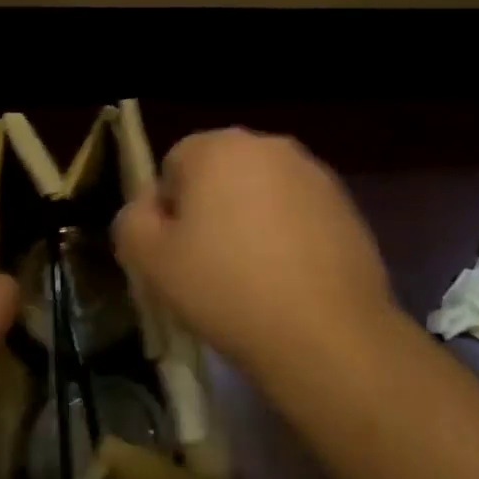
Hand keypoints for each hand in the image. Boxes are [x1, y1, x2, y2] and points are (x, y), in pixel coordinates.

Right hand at [112, 129, 399, 378]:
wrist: (325, 333)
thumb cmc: (226, 289)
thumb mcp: (150, 262)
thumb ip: (132, 222)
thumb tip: (148, 209)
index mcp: (218, 147)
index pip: (174, 167)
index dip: (168, 213)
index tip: (176, 256)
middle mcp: (268, 145)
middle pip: (220, 174)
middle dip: (211, 211)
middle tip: (209, 267)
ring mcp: (313, 173)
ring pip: (262, 193)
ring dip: (251, 222)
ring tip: (253, 278)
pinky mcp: (345, 204)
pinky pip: (298, 213)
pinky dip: (289, 236)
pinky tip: (290, 281)